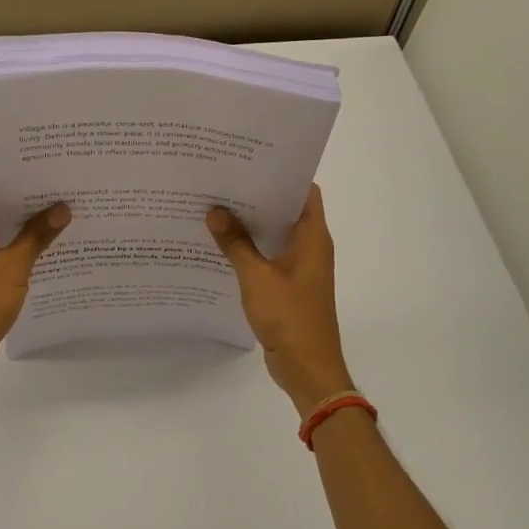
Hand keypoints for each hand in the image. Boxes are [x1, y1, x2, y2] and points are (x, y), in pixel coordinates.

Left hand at [0, 165, 69, 382]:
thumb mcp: (12, 268)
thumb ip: (37, 236)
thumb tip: (62, 207)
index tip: (32, 164)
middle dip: (23, 189)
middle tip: (59, 182)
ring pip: (1, 222)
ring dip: (27, 217)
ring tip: (64, 208)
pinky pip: (6, 245)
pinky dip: (26, 241)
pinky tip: (55, 244)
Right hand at [207, 185, 354, 416]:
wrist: (307, 368)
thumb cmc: (289, 316)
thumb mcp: (256, 277)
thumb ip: (235, 243)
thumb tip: (214, 211)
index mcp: (313, 237)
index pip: (304, 190)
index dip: (280, 172)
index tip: (249, 160)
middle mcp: (311, 246)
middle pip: (286, 210)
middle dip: (257, 195)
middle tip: (223, 179)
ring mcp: (301, 267)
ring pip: (275, 233)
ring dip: (251, 223)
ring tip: (216, 205)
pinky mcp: (289, 285)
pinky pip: (269, 256)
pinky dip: (250, 247)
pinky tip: (221, 243)